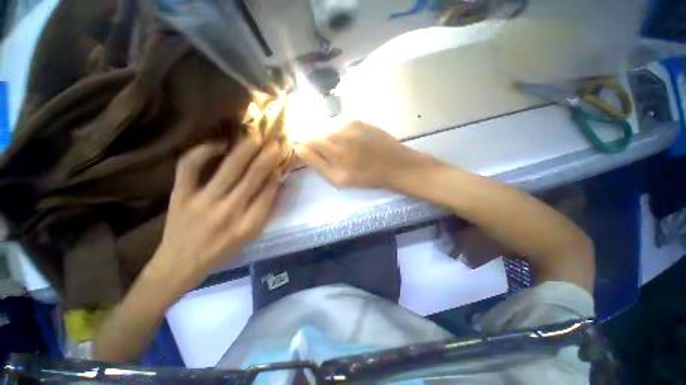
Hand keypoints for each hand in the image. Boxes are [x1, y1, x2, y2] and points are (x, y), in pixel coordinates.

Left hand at [151, 140, 280, 285]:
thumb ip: (263, 209)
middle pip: (252, 177)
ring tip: (256, 137)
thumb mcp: (250, 235)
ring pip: (228, 168)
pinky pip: (190, 167)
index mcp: (248, 224)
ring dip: (245, 150)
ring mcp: (202, 201)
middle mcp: (228, 211)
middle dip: (266, 157)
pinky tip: (219, 145)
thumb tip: (273, 181)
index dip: (275, 174)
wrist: (180, 263)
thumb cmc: (221, 251)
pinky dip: (203, 151)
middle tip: (275, 141)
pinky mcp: (180, 195)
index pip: (268, 192)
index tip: (280, 161)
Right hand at [295, 121, 437, 188]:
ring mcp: (349, 125)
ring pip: (327, 126)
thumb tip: (299, 149)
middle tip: (329, 153)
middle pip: (316, 132)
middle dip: (316, 141)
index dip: (304, 145)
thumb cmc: (366, 177)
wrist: (394, 165)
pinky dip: (338, 130)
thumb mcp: (338, 180)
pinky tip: (349, 140)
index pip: (307, 141)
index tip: (306, 150)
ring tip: (340, 147)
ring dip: (328, 135)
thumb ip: (317, 164)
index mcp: (333, 154)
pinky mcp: (358, 119)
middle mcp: (339, 136)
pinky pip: (339, 122)